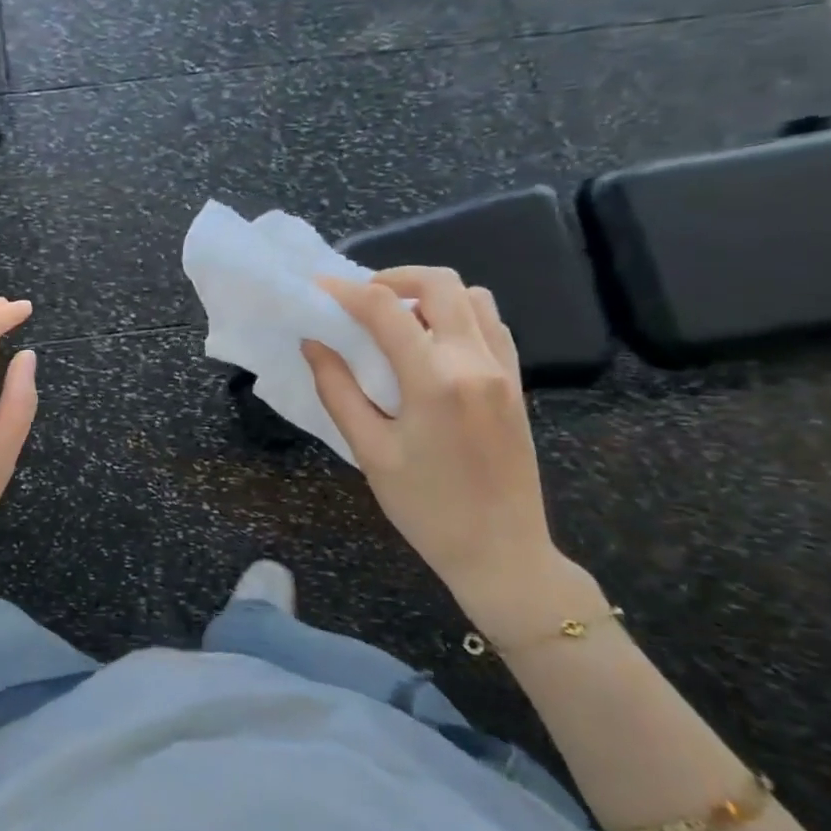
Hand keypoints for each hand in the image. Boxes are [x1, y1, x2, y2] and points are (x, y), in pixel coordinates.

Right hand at [304, 268, 567, 610]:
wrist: (502, 553)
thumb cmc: (426, 508)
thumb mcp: (370, 452)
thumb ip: (338, 390)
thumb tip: (314, 343)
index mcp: (436, 381)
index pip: (385, 310)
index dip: (346, 291)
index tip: (318, 287)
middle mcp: (476, 362)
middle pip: (440, 283)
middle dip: (393, 277)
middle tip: (360, 298)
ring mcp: (504, 369)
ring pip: (472, 296)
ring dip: (430, 295)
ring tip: (396, 320)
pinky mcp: (516, 382)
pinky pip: (491, 324)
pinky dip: (458, 315)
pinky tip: (431, 344)